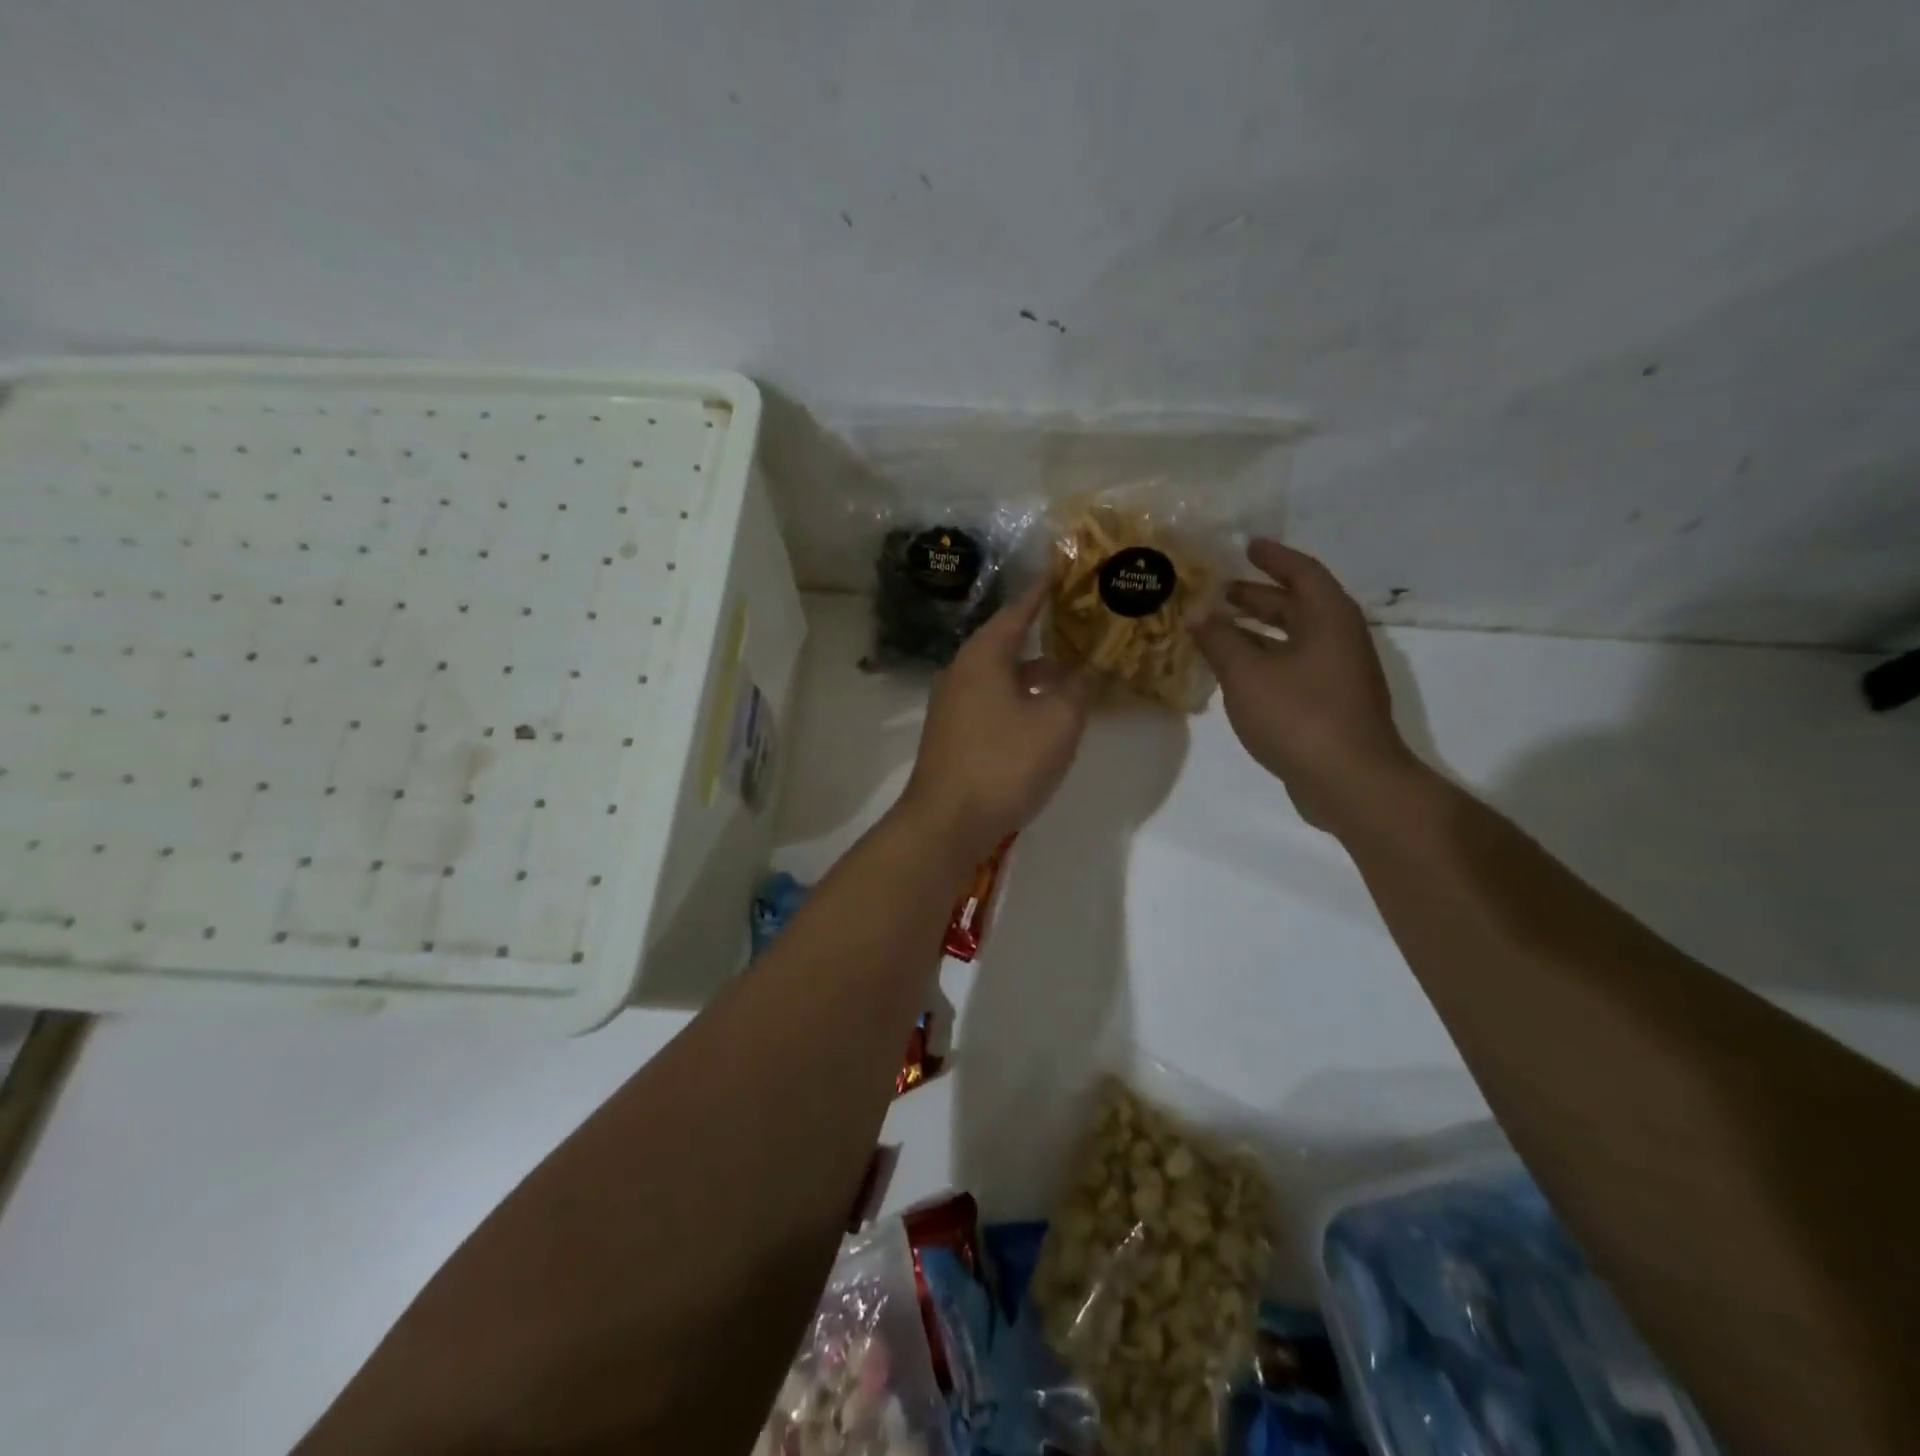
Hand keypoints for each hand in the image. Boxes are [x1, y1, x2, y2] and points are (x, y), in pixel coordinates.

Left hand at [898, 581, 1090, 861]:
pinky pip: (994, 703)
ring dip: (1037, 674)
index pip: (1018, 610)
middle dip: (1046, 636)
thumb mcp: (1057, 722)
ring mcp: (954, 706)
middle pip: (1009, 643)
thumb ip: (1080, 688)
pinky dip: (1022, 700)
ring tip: (1075, 675)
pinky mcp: (954, 735)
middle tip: (1083, 627)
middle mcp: (962, 673)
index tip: (1066, 572)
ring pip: (1002, 677)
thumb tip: (1095, 666)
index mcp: (983, 656)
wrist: (947, 823)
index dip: (1045, 591)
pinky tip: (1046, 717)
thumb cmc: (1004, 763)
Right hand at [1189, 540, 1420, 833]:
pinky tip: (1236, 674)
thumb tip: (1195, 612)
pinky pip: (1294, 666)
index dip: (1272, 557)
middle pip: (1297, 605)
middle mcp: (1339, 639)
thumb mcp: (1247, 674)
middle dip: (1258, 596)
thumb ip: (1219, 640)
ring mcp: (1339, 674)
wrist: (1349, 781)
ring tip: (1218, 630)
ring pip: (1294, 639)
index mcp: (1328, 619)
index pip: (1301, 572)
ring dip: (1258, 631)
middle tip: (1219, 592)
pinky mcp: (1331, 704)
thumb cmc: (1299, 715)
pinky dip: (1265, 660)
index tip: (1246, 545)